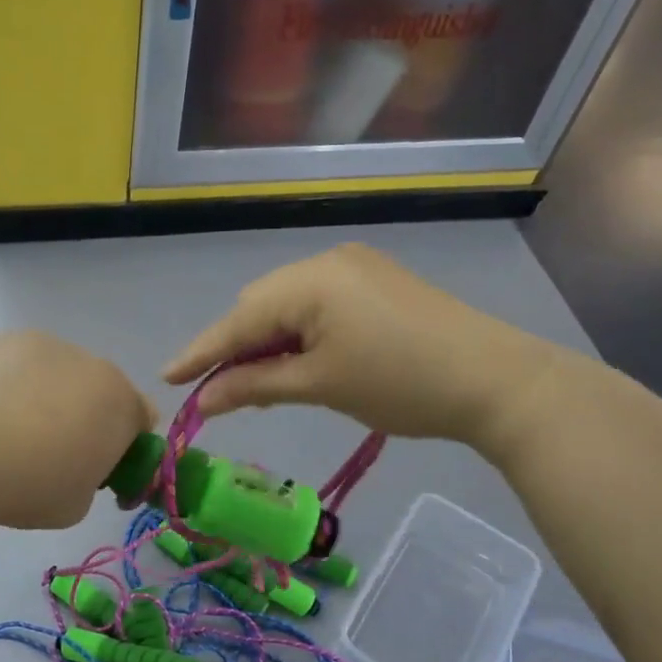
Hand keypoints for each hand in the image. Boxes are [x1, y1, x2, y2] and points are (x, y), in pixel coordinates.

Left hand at [0, 332, 154, 529]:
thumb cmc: (32, 486)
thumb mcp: (79, 504)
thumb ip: (92, 479)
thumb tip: (78, 465)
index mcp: (123, 405)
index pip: (142, 418)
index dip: (124, 444)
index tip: (97, 466)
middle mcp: (96, 366)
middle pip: (101, 391)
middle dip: (86, 415)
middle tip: (50, 450)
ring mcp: (52, 346)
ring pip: (62, 372)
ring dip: (50, 394)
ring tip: (11, 427)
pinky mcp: (10, 339)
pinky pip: (25, 362)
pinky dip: (15, 379)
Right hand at [162, 245, 561, 448]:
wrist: (496, 381)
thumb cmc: (401, 385)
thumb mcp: (319, 386)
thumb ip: (254, 386)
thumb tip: (202, 401)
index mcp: (310, 279)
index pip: (239, 319)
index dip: (201, 352)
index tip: (166, 379)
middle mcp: (327, 260)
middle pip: (260, 305)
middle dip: (236, 347)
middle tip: (217, 392)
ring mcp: (355, 267)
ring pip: (288, 304)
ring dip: (266, 341)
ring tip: (254, 383)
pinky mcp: (375, 281)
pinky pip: (317, 304)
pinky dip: (298, 333)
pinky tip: (294, 361)